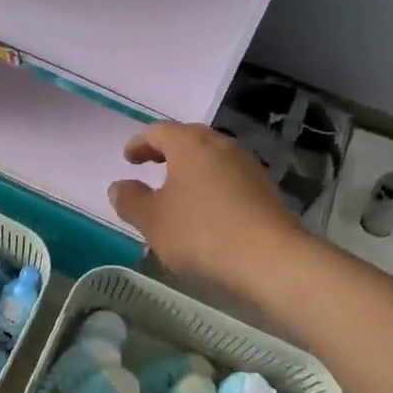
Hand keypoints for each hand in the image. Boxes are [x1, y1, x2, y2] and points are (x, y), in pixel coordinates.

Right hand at [109, 123, 304, 289]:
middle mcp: (221, 146)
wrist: (273, 260)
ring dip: (191, 170)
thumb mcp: (153, 220)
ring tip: (177, 192)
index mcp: (190, 144)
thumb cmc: (202, 233)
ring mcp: (247, 167)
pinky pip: (229, 179)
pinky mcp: (265, 191)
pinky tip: (206, 212)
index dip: (140, 143)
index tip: (128, 159)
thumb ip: (131, 200)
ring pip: (211, 159)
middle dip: (167, 151)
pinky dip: (211, 187)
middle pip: (189, 139)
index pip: (159, 131)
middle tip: (151, 165)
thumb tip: (119, 186)